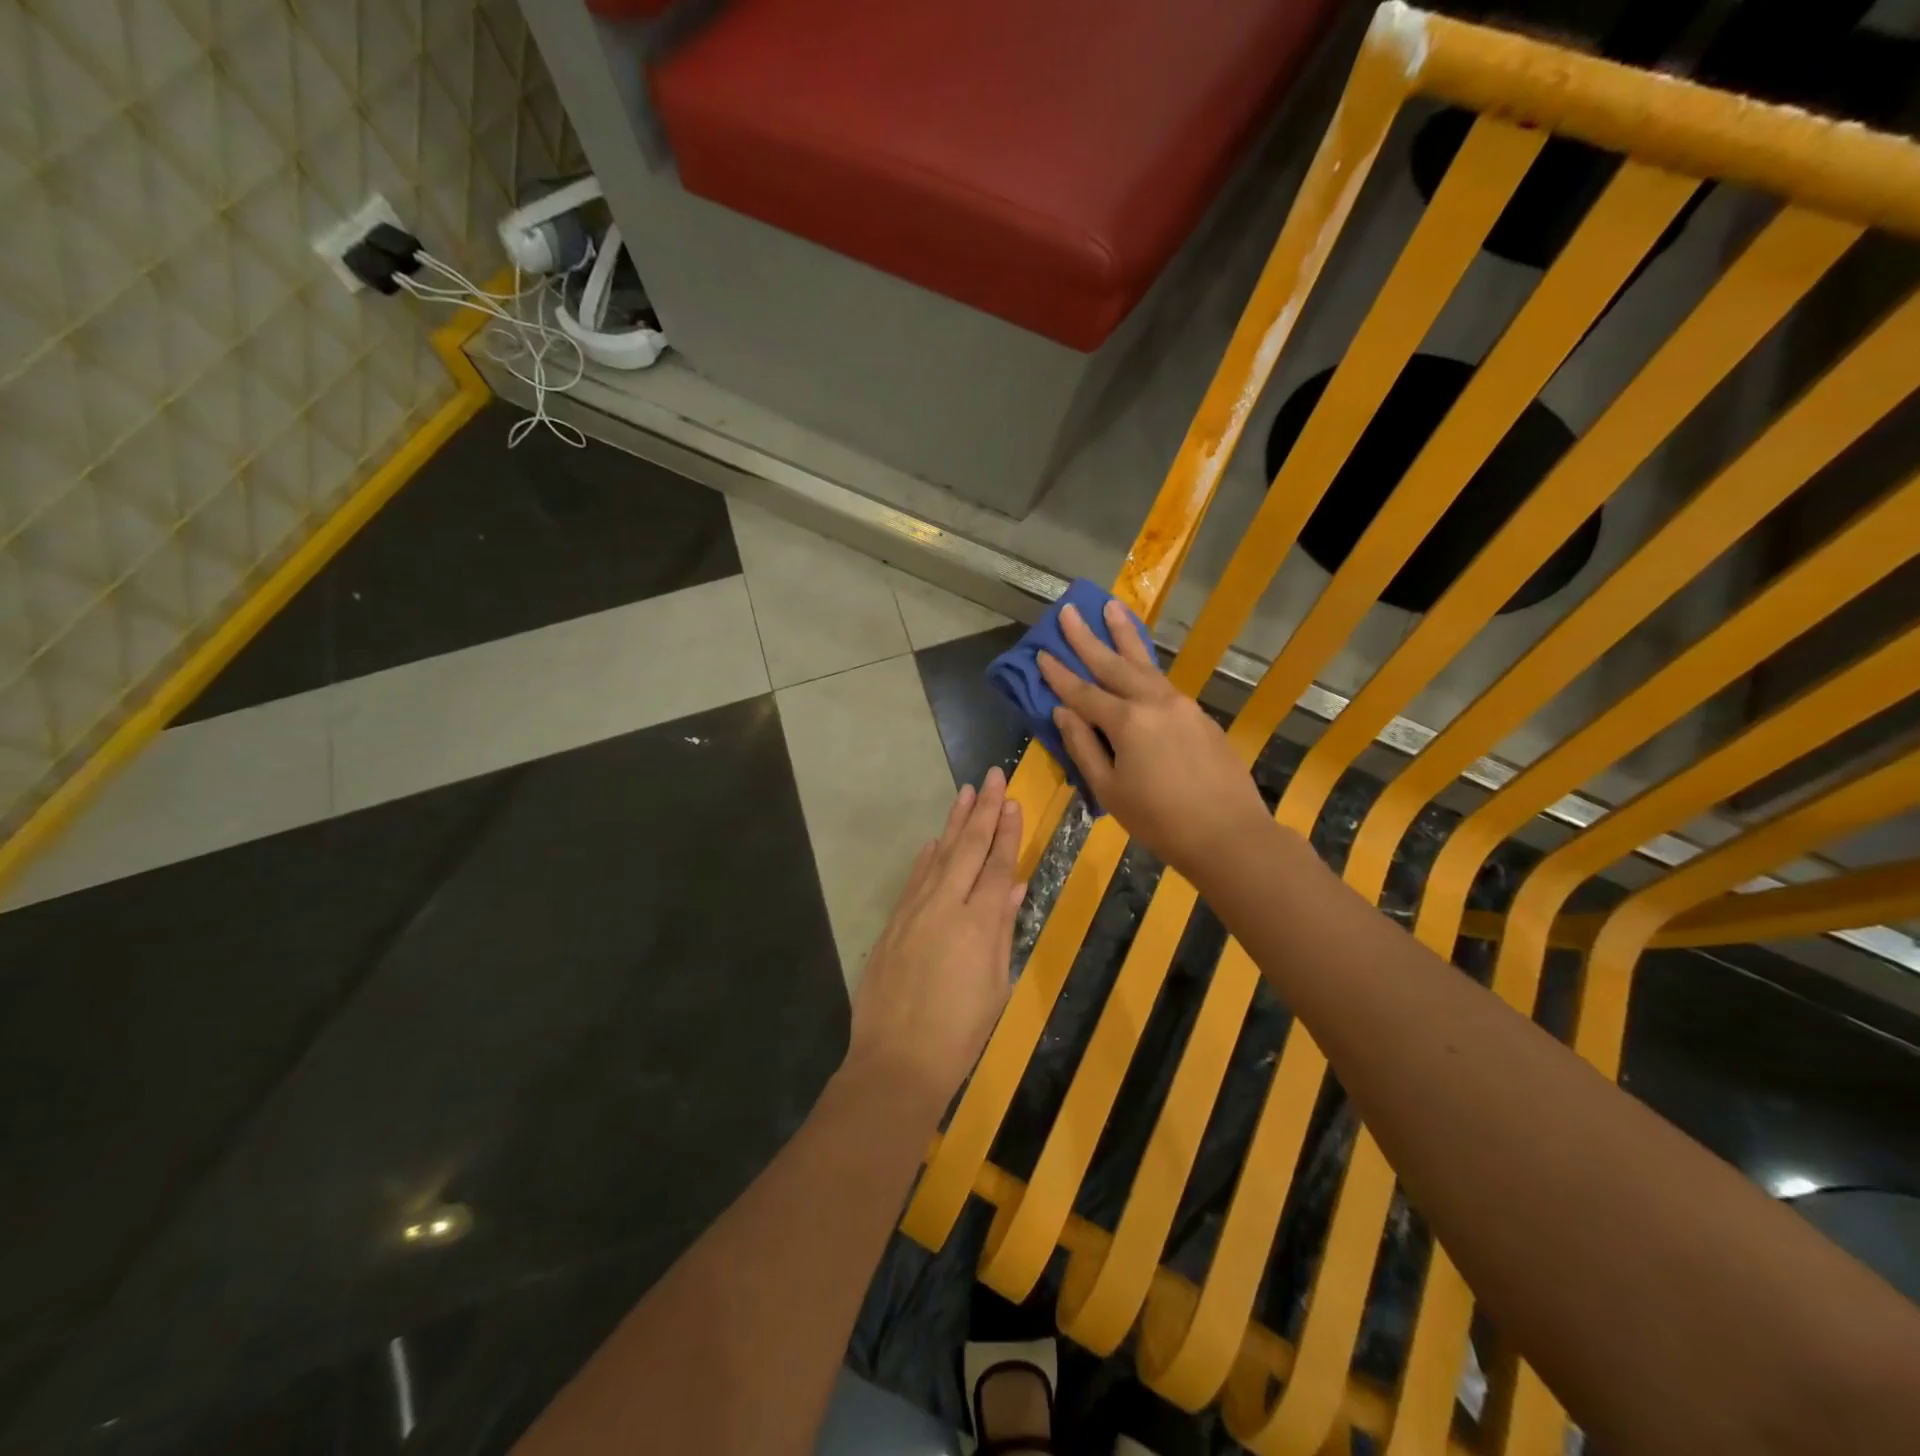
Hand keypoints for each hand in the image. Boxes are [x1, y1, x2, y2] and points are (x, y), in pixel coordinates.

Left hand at [847, 767, 1025, 1109]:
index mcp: (979, 922)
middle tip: (992, 776)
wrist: (897, 1060)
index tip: (1013, 801)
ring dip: (953, 823)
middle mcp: (946, 906)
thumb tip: (1014, 890)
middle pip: (968, 848)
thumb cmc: (960, 1033)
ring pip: (939, 856)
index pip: (998, 865)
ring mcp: (914, 911)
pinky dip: (927, 858)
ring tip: (965, 793)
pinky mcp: (893, 923)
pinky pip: (914, 879)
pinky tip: (933, 842)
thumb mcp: (996, 985)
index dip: (1007, 832)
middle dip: (983, 810)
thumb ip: (1002, 932)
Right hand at [1038, 601, 1270, 880]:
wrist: (1228, 835)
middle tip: (1069, 611)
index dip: (1059, 674)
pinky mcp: (1200, 716)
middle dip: (1088, 637)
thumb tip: (1063, 712)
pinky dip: (1146, 665)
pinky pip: (1163, 682)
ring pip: (1145, 663)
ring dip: (1124, 636)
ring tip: (1111, 608)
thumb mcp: (1109, 790)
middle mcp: (1154, 702)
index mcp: (1127, 721)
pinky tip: (1139, 662)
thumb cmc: (1159, 820)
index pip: (1083, 692)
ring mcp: (1182, 705)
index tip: (1041, 652)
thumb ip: (1083, 746)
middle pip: (1113, 663)